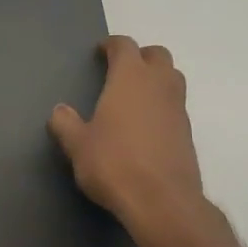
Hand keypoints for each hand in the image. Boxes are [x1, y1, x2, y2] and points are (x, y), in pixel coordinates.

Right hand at [48, 36, 206, 232]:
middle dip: (141, 57)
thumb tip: (59, 111)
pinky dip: (163, 106)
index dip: (112, 45)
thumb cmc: (114, 164)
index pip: (125, 46)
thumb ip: (66, 124)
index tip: (101, 52)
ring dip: (156, 79)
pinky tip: (146, 126)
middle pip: (157, 55)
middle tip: (121, 71)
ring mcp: (178, 108)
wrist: (162, 201)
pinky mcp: (188, 133)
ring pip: (172, 78)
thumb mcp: (78, 145)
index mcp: (130, 78)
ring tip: (135, 97)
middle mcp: (159, 85)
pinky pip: (176, 106)